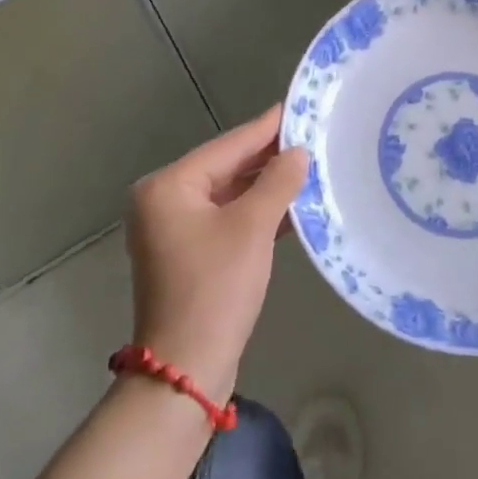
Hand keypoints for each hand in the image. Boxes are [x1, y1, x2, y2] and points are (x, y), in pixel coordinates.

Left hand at [125, 105, 308, 403]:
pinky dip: (257, 213)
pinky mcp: (190, 255)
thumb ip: (277, 182)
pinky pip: (228, 219)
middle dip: (269, 157)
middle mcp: (164, 201)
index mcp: (168, 186)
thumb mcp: (252, 228)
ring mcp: (175, 230)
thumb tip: (298, 151)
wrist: (186, 373)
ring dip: (267, 186)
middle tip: (313, 136)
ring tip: (311, 166)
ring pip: (229, 195)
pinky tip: (293, 206)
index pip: (228, 146)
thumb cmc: (215, 289)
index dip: (267, 127)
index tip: (299, 106)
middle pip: (227, 168)